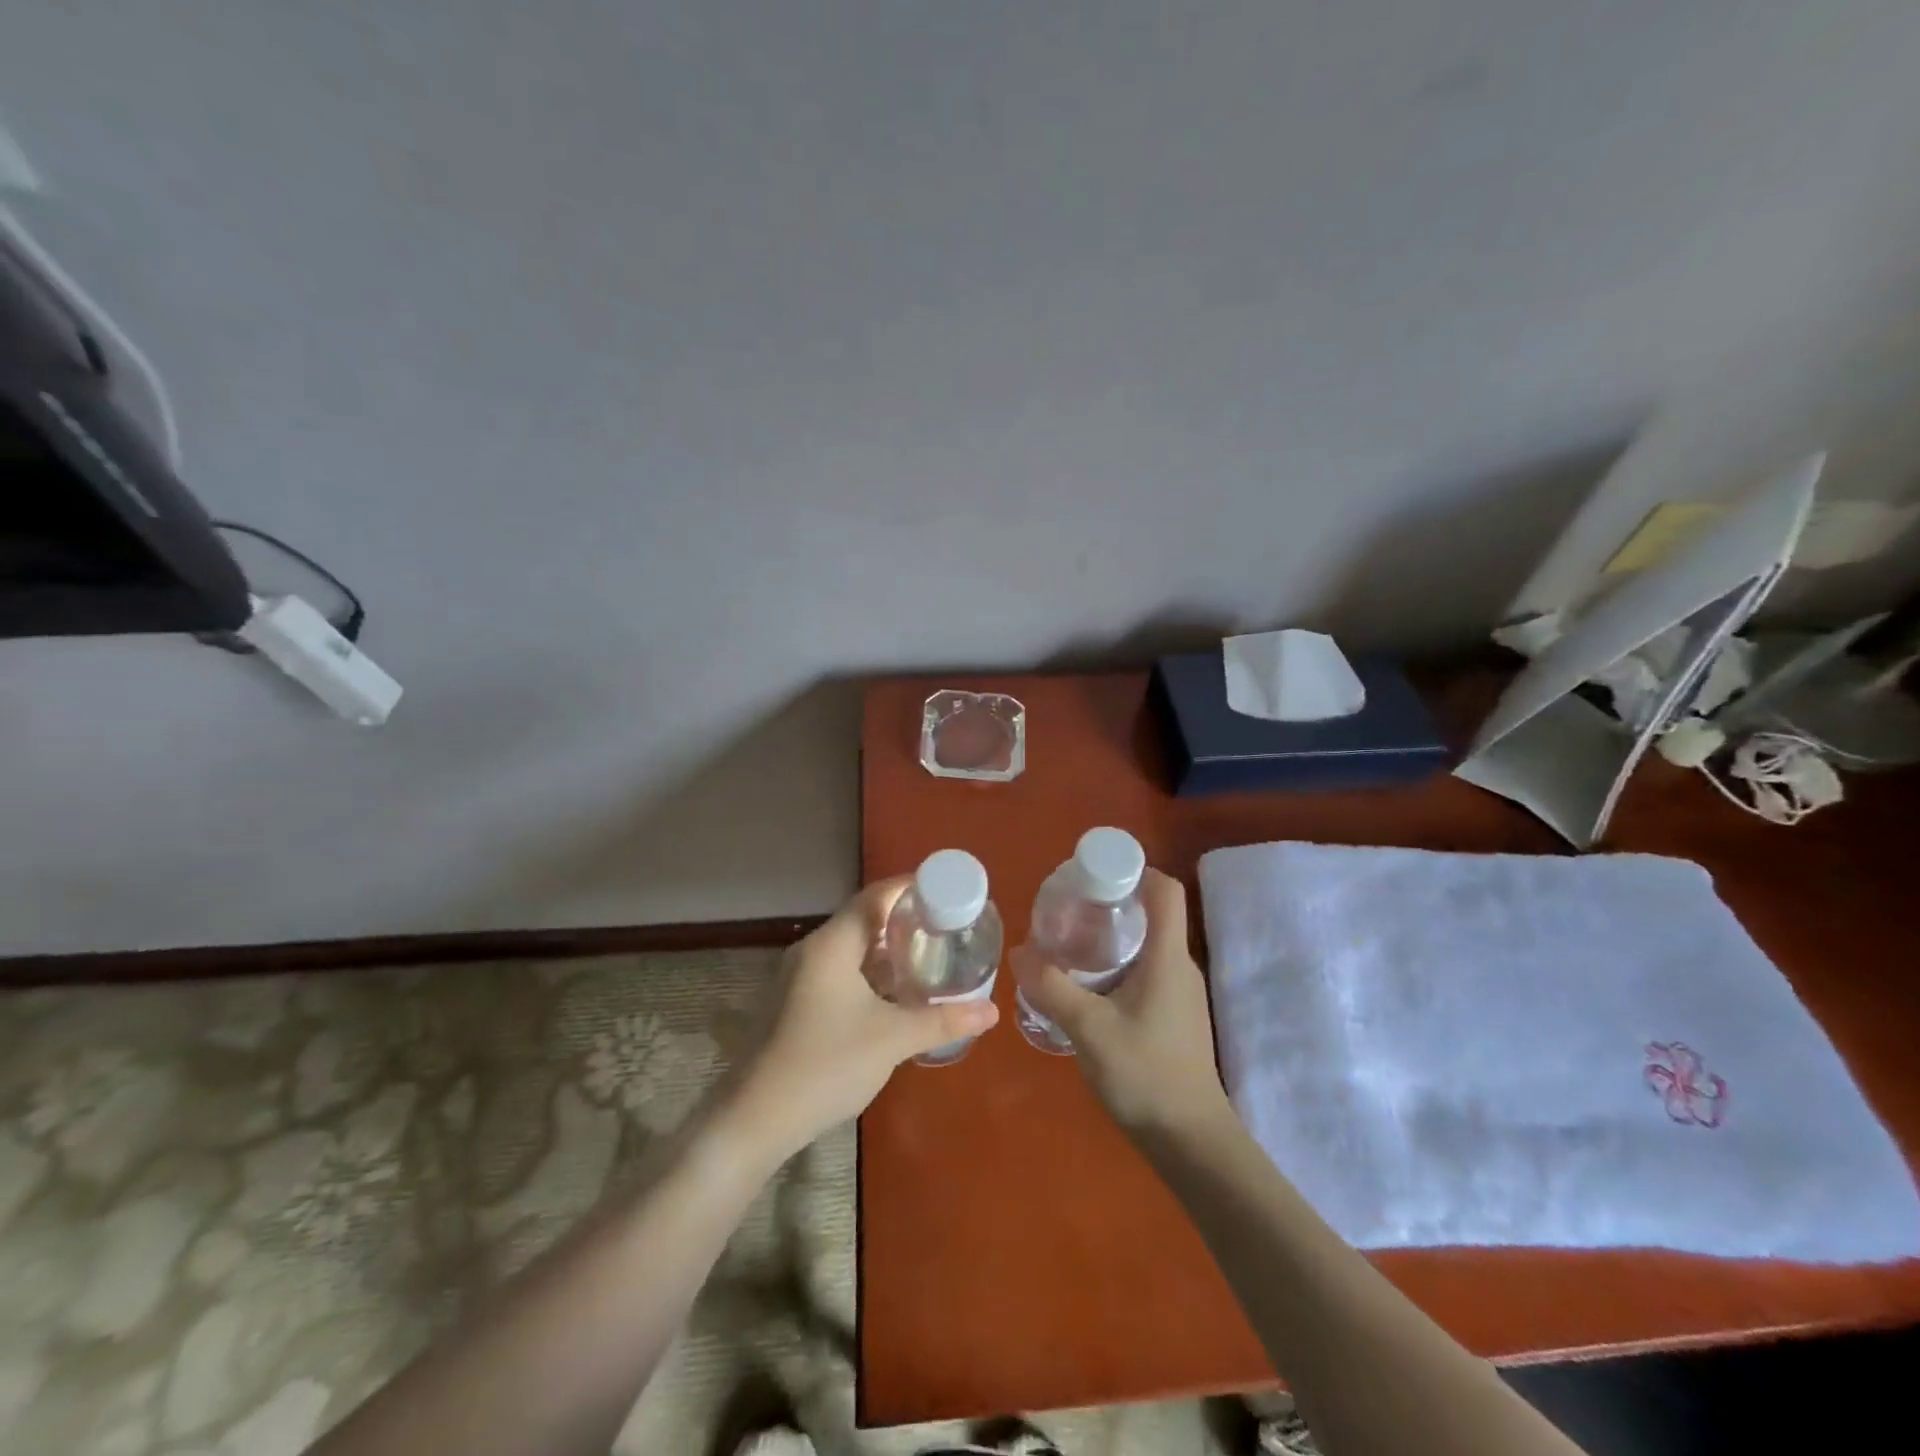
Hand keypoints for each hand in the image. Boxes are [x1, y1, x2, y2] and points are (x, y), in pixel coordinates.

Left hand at [731, 878, 999, 1158]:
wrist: (756, 1118)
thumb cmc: (827, 1064)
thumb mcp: (893, 1039)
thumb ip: (943, 1020)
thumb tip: (990, 1011)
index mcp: (832, 944)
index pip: (876, 897)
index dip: (911, 889)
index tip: (947, 892)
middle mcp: (813, 950)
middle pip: (864, 920)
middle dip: (905, 922)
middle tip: (946, 928)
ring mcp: (800, 977)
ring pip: (852, 949)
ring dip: (888, 951)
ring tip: (929, 957)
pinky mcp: (797, 1003)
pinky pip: (841, 972)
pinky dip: (871, 974)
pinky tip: (896, 995)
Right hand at [1013, 868, 1230, 1136]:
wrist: (1190, 1141)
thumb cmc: (1145, 1075)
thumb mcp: (1089, 1029)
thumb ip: (1052, 988)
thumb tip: (1019, 951)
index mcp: (1168, 958)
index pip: (1166, 890)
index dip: (1135, 869)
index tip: (1093, 873)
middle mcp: (1179, 966)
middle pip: (1151, 914)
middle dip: (1111, 902)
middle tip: (1067, 908)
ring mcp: (1179, 993)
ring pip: (1146, 945)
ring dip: (1111, 936)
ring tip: (1068, 943)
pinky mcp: (1173, 1016)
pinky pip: (1145, 971)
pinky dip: (1116, 965)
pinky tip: (1085, 986)